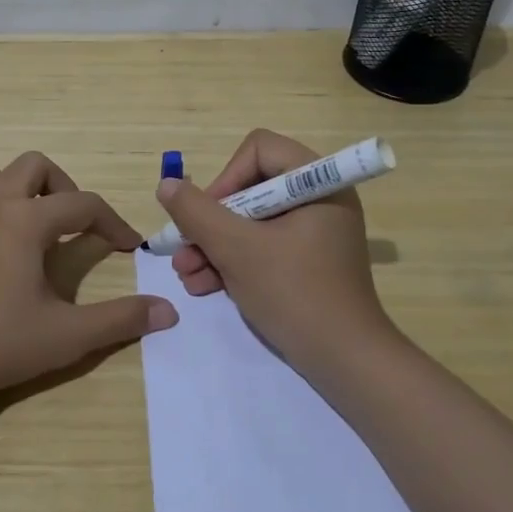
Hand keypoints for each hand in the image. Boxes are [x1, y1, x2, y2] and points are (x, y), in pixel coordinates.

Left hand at [0, 151, 177, 408]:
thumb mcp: (68, 336)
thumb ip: (121, 319)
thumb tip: (169, 311)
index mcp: (26, 221)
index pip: (83, 204)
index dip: (112, 222)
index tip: (126, 246)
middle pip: (33, 166)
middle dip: (61, 186)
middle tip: (72, 224)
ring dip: (10, 189)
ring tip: (25, 223)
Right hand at [156, 129, 396, 370]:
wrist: (345, 362)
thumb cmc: (294, 293)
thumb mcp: (237, 249)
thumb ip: (197, 213)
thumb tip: (167, 185)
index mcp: (317, 182)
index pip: (259, 150)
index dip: (226, 178)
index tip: (207, 216)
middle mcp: (318, 198)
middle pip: (250, 188)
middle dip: (211, 222)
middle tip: (184, 250)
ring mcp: (314, 232)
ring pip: (251, 222)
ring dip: (214, 246)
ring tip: (187, 275)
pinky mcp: (307, 261)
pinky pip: (263, 246)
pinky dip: (234, 262)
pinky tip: (203, 286)